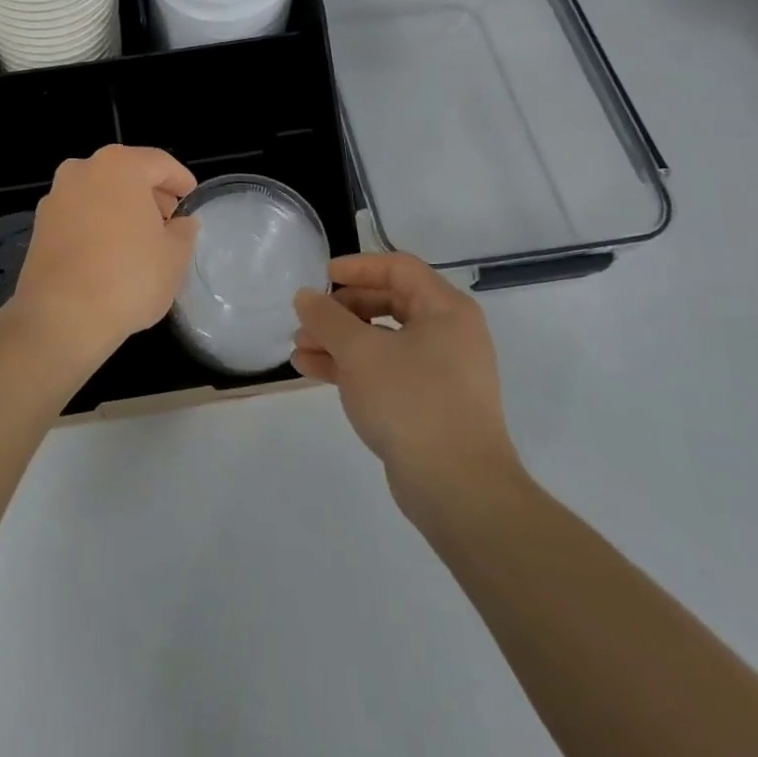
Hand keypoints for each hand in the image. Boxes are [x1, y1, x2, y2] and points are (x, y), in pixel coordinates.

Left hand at [8, 145, 198, 367]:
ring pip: (98, 192)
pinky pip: (78, 214)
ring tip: (139, 238)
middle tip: (168, 220)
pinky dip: (96, 223)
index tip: (191, 198)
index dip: (180, 180)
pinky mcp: (39, 225)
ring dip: (120, 207)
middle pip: (126, 173)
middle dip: (149, 193)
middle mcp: (82, 170)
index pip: (159, 163)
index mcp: (120, 166)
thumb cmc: (128, 278)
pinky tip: (109, 252)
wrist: (61, 317)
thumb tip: (181, 224)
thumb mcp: (174, 256)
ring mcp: (56, 196)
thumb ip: (183, 231)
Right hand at [292, 253, 521, 525]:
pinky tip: (311, 370)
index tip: (320, 277)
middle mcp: (449, 334)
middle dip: (341, 310)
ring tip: (299, 348)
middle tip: (308, 318)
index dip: (357, 267)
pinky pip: (385, 370)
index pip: (398, 268)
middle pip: (388, 302)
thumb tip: (305, 296)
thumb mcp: (359, 352)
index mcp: (445, 309)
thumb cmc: (411, 401)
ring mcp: (440, 371)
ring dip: (339, 340)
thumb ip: (327, 318)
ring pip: (382, 340)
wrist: (458, 488)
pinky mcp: (428, 403)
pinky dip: (351, 367)